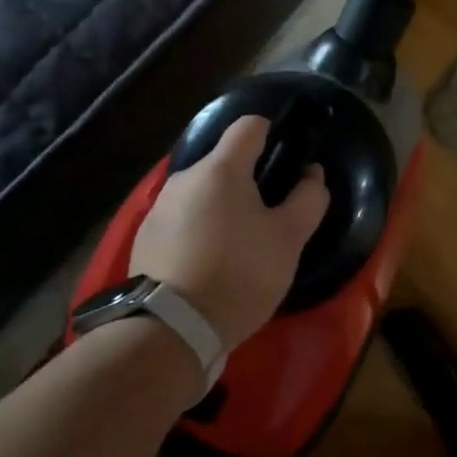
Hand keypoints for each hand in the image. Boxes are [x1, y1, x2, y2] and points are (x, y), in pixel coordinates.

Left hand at [130, 116, 329, 352]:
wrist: (170, 330)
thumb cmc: (239, 275)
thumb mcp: (288, 239)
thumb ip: (308, 199)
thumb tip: (312, 173)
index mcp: (221, 169)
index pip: (250, 125)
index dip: (274, 134)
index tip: (289, 163)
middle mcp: (184, 178)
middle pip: (225, 162)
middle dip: (250, 180)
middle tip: (270, 217)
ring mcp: (158, 208)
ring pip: (203, 192)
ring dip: (223, 207)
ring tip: (240, 246)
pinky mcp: (144, 238)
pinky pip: (182, 219)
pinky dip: (200, 229)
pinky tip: (210, 263)